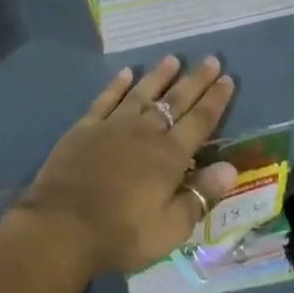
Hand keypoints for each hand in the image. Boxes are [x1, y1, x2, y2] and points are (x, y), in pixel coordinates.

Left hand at [11, 56, 238, 277]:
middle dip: (195, 80)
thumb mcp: (170, 229)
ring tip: (173, 58)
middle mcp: (144, 132)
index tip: (228, 79)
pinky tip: (126, 72)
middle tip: (211, 59)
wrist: (63, 224)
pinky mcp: (86, 126)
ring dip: (159, 75)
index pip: (200, 121)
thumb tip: (230, 168)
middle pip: (175, 100)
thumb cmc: (121, 233)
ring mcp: (113, 125)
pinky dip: (117, 84)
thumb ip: (200, 196)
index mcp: (169, 156)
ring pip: (142, 93)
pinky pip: (106, 98)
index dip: (215, 100)